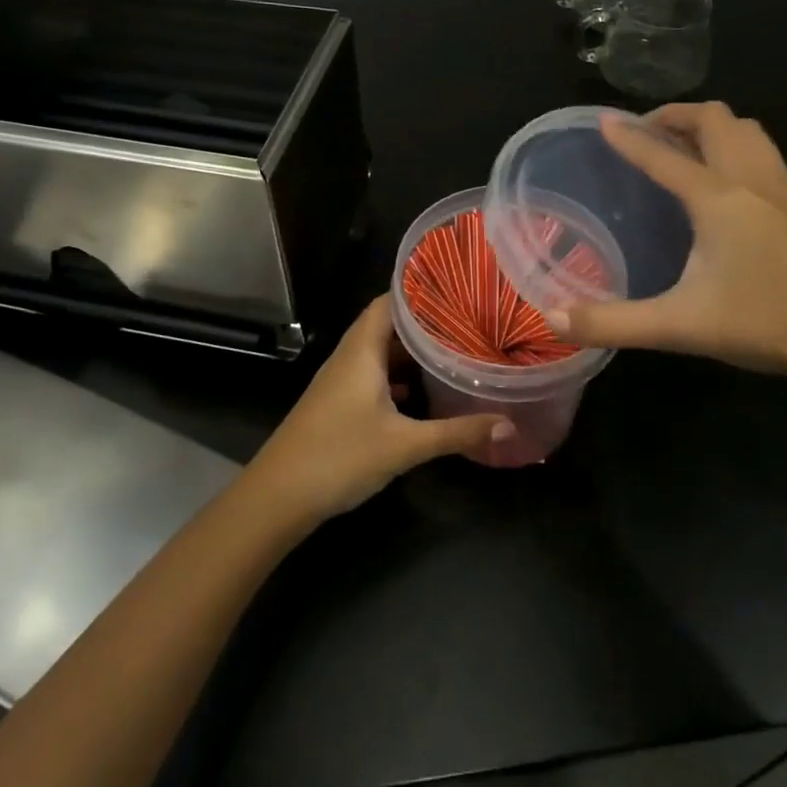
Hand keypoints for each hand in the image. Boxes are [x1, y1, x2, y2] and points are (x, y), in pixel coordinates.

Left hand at [245, 297, 513, 523]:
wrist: (278, 496)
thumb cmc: (340, 456)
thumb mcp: (405, 445)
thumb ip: (456, 433)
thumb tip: (508, 424)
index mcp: (362, 350)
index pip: (391, 301)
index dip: (422, 293)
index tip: (459, 291)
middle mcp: (350, 355)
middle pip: (388, 324)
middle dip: (425, 323)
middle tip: (466, 322)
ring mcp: (341, 379)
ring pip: (380, 352)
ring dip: (411, 352)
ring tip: (452, 351)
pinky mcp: (338, 402)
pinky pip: (372, 374)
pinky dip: (397, 377)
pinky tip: (421, 394)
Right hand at [550, 102, 786, 388]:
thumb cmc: (773, 321)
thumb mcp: (683, 326)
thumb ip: (615, 323)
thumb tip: (552, 320)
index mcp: (718, 198)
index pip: (662, 156)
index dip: (629, 137)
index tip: (603, 120)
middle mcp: (754, 180)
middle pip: (716, 120)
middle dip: (677, 116)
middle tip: (648, 131)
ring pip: (750, 132)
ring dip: (714, 127)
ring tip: (688, 149)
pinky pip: (768, 158)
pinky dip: (740, 151)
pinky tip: (735, 192)